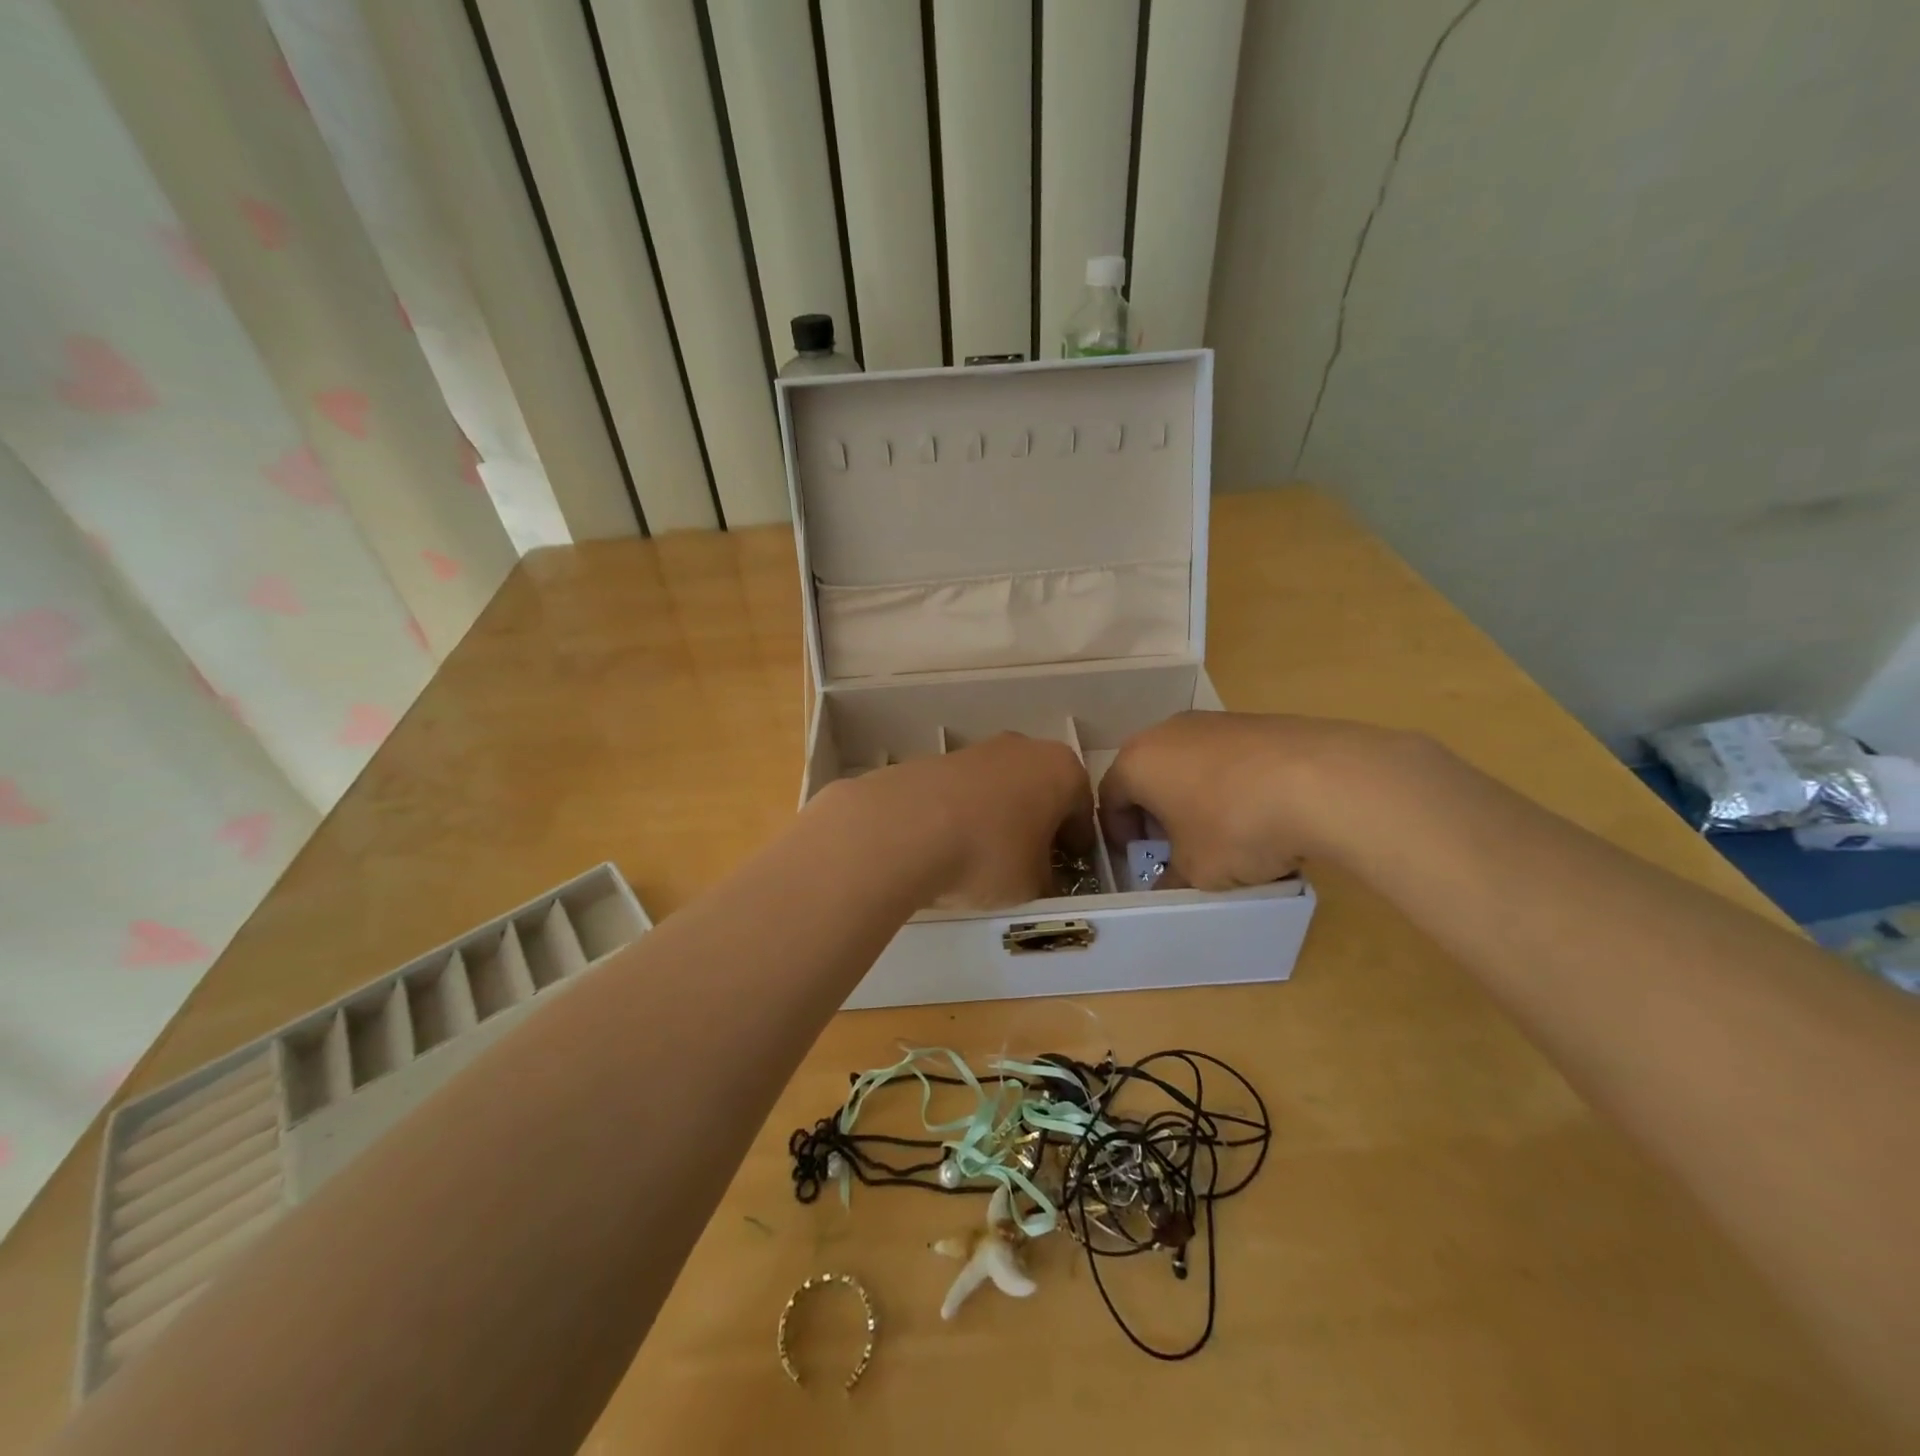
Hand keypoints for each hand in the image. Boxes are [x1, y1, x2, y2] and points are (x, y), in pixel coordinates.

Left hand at [829, 733, 1094, 908]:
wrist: (902, 829)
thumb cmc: (988, 855)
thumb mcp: (1033, 884)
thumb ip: (1046, 878)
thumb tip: (1040, 876)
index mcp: (1062, 770)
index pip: (1083, 811)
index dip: (1077, 846)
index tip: (1068, 871)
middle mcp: (1023, 748)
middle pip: (1042, 791)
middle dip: (1039, 824)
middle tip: (1029, 863)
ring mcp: (977, 749)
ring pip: (1001, 788)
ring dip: (1000, 817)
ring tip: (983, 858)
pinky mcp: (935, 759)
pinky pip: (964, 792)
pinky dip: (964, 814)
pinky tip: (949, 845)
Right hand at [1101, 712, 1416, 889]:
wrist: (1323, 781)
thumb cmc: (1236, 827)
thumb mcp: (1197, 871)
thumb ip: (1171, 880)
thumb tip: (1166, 888)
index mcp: (1137, 763)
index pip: (1108, 798)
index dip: (1118, 834)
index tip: (1139, 860)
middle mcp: (1166, 732)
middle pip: (1146, 775)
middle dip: (1154, 812)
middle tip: (1174, 846)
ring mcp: (1211, 721)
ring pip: (1186, 762)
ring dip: (1190, 795)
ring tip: (1219, 831)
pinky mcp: (1253, 720)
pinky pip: (1224, 756)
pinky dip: (1226, 782)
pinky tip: (1257, 810)